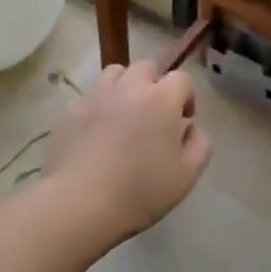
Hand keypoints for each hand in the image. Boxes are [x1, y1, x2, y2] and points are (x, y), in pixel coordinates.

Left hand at [43, 61, 211, 239]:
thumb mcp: (187, 175)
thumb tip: (190, 128)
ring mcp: (96, 96)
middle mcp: (129, 87)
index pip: (182, 79)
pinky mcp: (70, 111)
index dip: (186, 97)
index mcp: (161, 99)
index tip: (183, 121)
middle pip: (147, 67)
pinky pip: (90, 97)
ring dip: (126, 86)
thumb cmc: (141, 191)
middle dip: (156, 84)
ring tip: (125, 115)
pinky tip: (98, 133)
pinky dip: (99, 106)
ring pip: (115, 74)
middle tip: (155, 114)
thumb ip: (200, 144)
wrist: (80, 204)